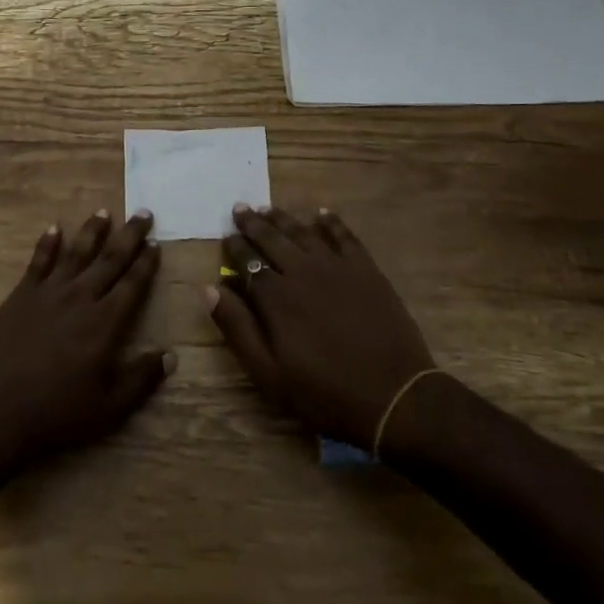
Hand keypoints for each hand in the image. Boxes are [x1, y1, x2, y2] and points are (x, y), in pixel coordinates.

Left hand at [0, 210, 170, 482]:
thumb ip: (141, 379)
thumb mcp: (108, 408)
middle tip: (143, 213)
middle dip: (129, 235)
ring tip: (104, 212)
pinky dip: (47, 243)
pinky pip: (38, 262)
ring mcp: (48, 293)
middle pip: (110, 259)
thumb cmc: (55, 414)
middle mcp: (80, 297)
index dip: (146, 262)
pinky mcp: (20, 296)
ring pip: (76, 252)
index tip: (156, 243)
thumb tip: (171, 355)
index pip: (133, 283)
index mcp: (105, 322)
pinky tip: (54, 228)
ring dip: (92, 231)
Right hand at [208, 206, 434, 448]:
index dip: (234, 247)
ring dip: (283, 218)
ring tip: (268, 208)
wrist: (393, 396)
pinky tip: (322, 212)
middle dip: (253, 223)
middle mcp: (303, 271)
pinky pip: (345, 237)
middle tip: (240, 208)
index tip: (225, 236)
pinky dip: (331, 222)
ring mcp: (337, 267)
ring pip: (303, 233)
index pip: (247, 262)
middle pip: (272, 239)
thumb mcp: (269, 373)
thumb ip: (237, 328)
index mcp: (276, 297)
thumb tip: (210, 288)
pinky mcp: (366, 270)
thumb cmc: (324, 392)